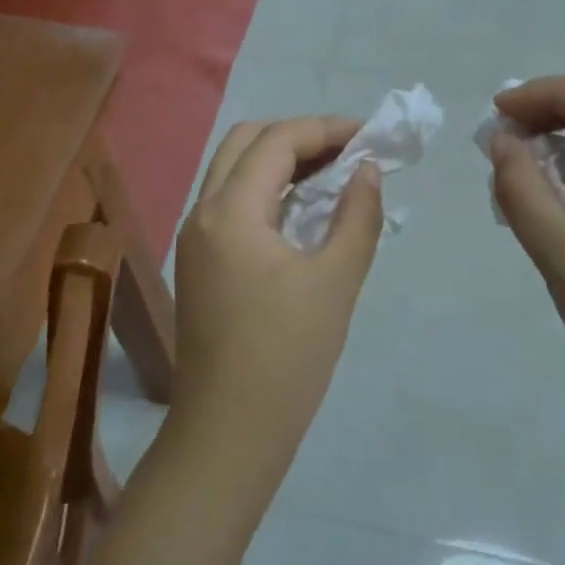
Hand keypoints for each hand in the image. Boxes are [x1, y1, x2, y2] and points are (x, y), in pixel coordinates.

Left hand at [167, 117, 384, 499]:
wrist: (228, 435)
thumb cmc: (286, 358)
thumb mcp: (335, 282)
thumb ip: (357, 215)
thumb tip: (368, 169)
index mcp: (230, 211)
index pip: (277, 141)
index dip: (325, 129)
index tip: (369, 136)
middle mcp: (203, 212)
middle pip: (245, 141)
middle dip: (298, 135)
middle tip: (346, 151)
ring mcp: (195, 237)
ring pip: (233, 169)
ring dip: (280, 159)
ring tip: (332, 172)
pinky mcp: (198, 261)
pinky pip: (231, 200)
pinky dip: (266, 187)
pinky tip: (303, 208)